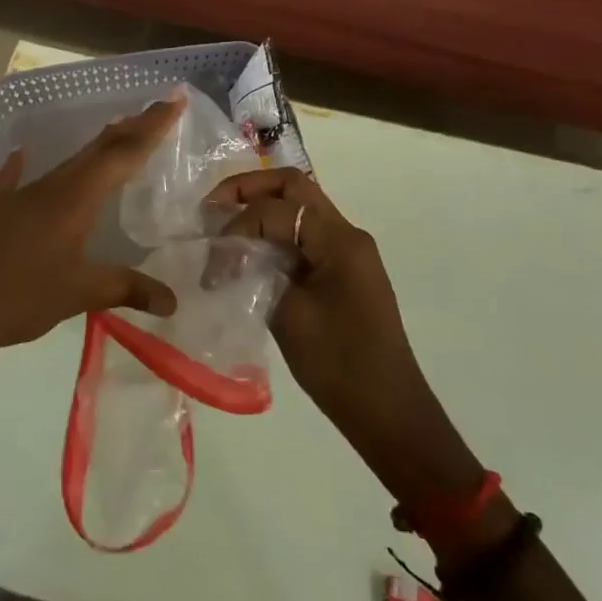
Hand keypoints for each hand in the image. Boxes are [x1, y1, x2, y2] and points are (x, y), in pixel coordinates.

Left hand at [0, 99, 185, 394]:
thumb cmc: (19, 295)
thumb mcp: (79, 294)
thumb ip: (126, 289)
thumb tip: (172, 301)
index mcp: (76, 198)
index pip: (123, 153)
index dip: (151, 127)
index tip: (174, 99)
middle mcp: (51, 187)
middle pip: (97, 149)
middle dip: (130, 128)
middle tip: (157, 110)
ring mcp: (21, 195)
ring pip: (67, 162)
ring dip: (95, 147)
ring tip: (115, 133)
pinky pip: (18, 180)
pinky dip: (26, 166)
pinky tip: (23, 156)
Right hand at [208, 168, 482, 512]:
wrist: (389, 413)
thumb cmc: (340, 366)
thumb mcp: (289, 316)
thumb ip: (257, 272)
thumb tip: (230, 253)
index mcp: (339, 240)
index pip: (278, 209)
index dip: (238, 224)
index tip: (213, 257)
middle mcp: (347, 234)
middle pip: (294, 188)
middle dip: (249, 189)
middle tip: (213, 207)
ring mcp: (348, 251)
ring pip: (300, 207)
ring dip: (261, 208)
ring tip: (225, 228)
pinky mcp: (344, 271)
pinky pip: (305, 235)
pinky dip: (275, 234)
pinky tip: (250, 253)